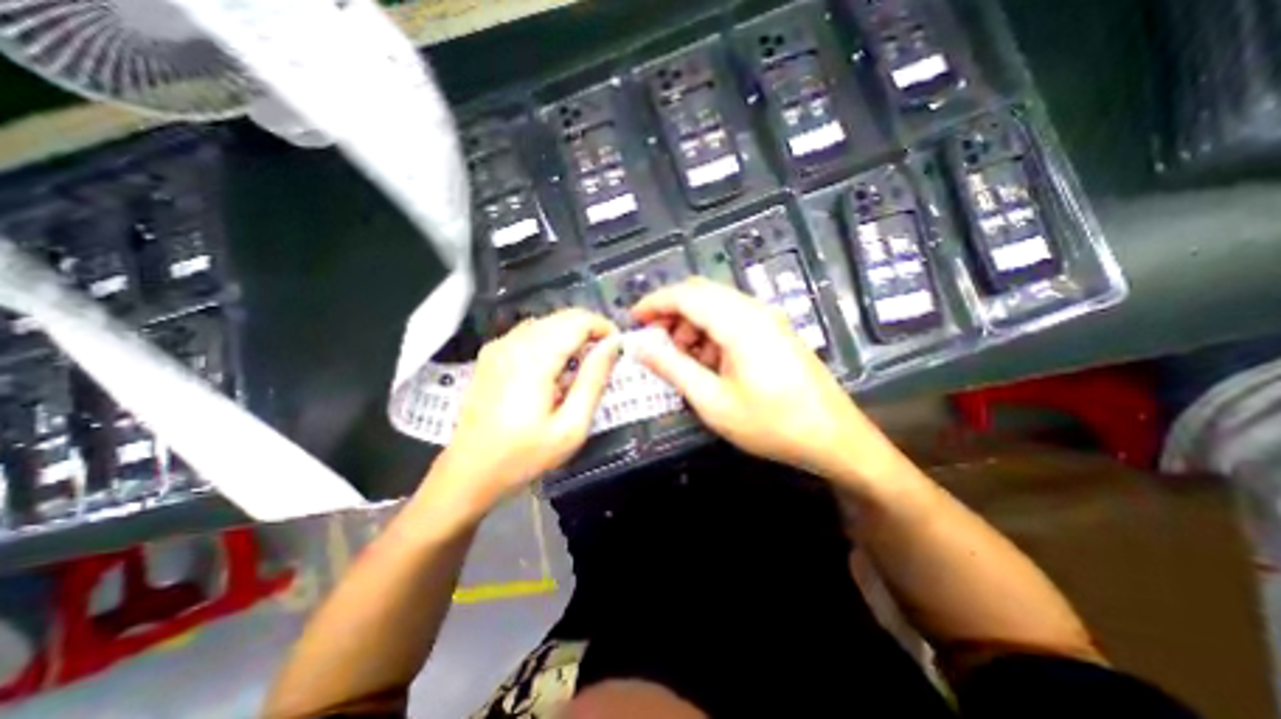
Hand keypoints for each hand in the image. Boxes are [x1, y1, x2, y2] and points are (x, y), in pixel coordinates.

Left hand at [427, 312, 624, 512]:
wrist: (468, 472)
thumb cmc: (524, 455)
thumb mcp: (571, 426)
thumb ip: (594, 380)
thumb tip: (613, 346)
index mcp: (535, 358)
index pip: (579, 320)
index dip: (604, 328)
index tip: (617, 349)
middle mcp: (514, 342)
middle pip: (563, 316)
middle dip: (591, 331)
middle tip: (604, 360)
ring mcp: (499, 346)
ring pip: (548, 322)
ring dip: (572, 335)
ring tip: (582, 366)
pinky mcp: (492, 354)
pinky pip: (531, 332)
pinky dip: (552, 340)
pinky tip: (555, 368)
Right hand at [633, 277, 891, 485]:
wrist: (833, 438)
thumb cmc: (770, 423)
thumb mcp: (712, 401)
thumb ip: (673, 368)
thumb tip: (640, 346)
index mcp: (738, 322)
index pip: (685, 295)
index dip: (654, 303)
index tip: (633, 320)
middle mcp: (754, 310)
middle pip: (701, 294)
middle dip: (671, 313)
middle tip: (654, 342)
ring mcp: (767, 319)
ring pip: (716, 305)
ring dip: (691, 324)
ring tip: (681, 358)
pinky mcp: (774, 331)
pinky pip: (733, 319)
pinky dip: (711, 333)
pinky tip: (708, 362)